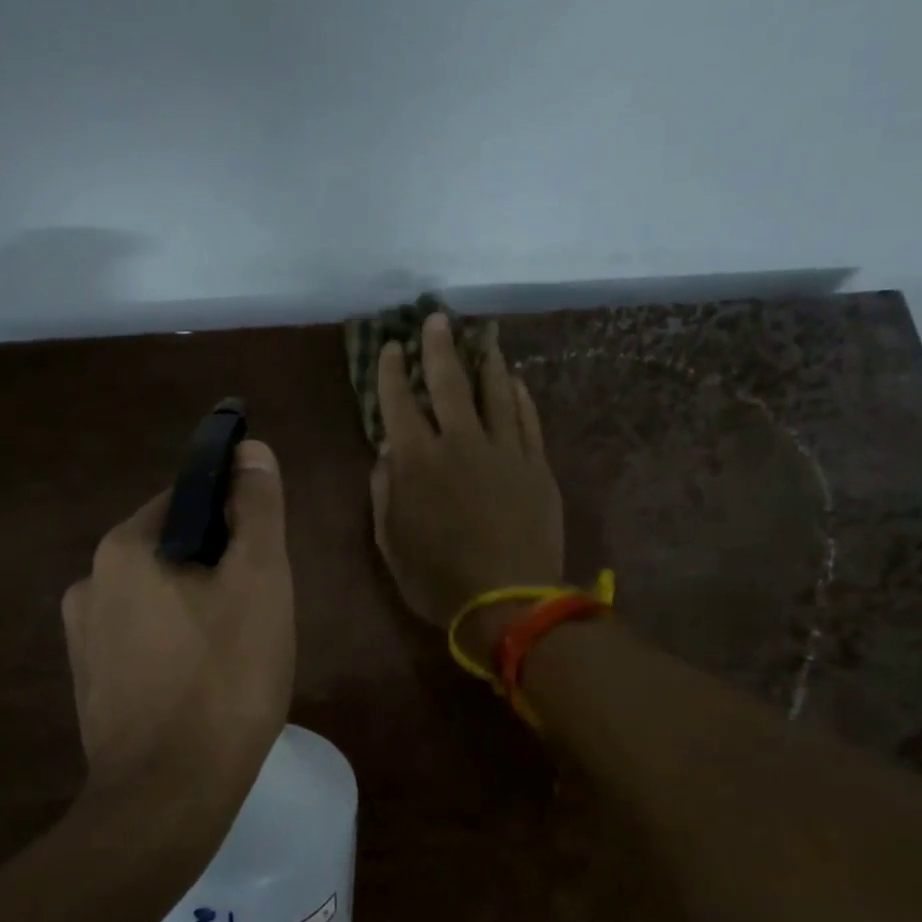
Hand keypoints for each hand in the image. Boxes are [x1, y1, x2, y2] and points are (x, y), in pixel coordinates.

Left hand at [62, 440, 295, 817]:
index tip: (263, 559)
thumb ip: (256, 509)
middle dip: (217, 570)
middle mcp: (90, 583)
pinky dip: (175, 646)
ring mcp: (83, 639)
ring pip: (158, 599)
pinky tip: (202, 684)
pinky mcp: (90, 684)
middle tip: (258, 613)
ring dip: (197, 609)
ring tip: (236, 653)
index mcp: (124, 549)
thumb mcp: (259, 582)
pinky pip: (142, 641)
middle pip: (172, 551)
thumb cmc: (224, 680)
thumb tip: (250, 451)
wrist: (168, 800)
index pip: (187, 502)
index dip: (233, 520)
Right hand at [370, 314, 563, 629]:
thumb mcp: (390, 540)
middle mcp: (460, 443)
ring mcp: (504, 451)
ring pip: (494, 393)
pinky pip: (527, 420)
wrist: (509, 601)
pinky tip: (514, 381)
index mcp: (417, 461)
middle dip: (439, 347)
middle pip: (449, 383)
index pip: (399, 403)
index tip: (391, 347)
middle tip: (437, 320)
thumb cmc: (437, 578)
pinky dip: (520, 396)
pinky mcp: (536, 466)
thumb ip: (384, 490)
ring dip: (485, 362)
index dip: (392, 372)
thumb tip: (387, 452)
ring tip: (482, 339)